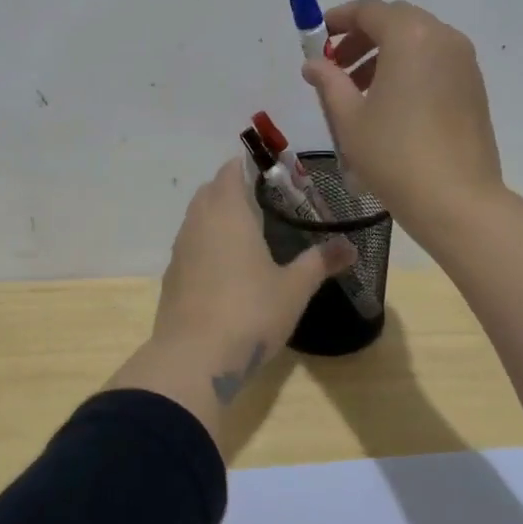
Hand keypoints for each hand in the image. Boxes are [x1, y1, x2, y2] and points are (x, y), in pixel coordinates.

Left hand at [153, 161, 356, 402]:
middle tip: (266, 203)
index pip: (231, 170)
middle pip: (211, 190)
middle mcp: (198, 222)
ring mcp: (180, 249)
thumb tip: (351, 247)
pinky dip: (206, 244)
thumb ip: (320, 262)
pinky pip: (190, 245)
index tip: (272, 174)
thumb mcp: (294, 288)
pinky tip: (226, 269)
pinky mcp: (171, 276)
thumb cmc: (250, 312)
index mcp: (228, 212)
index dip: (248, 166)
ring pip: (197, 217)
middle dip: (233, 189)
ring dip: (217, 217)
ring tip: (248, 234)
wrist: (194, 358)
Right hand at [302, 0, 502, 240]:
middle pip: (396, 21)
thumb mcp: (349, 118)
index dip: (339, 19)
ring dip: (385, 54)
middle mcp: (442, 37)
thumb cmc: (394, 154)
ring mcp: (464, 62)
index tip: (318, 37)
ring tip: (359, 90)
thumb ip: (329, 82)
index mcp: (409, 37)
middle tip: (336, 66)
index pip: (369, 10)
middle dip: (362, 37)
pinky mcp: (474, 86)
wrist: (456, 199)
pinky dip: (409, 68)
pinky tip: (391, 103)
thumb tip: (314, 64)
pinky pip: (435, 61)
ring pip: (418, 41)